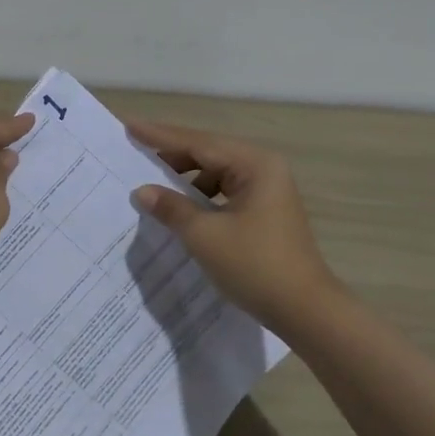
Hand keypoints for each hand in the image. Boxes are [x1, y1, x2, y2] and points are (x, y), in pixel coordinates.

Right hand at [127, 119, 342, 329]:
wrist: (305, 311)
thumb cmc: (255, 266)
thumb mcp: (205, 236)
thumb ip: (171, 207)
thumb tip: (142, 191)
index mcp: (255, 165)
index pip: (198, 143)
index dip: (160, 136)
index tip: (130, 125)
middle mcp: (264, 169)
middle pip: (209, 153)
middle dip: (172, 155)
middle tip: (135, 152)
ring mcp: (267, 191)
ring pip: (217, 174)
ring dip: (186, 179)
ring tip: (153, 184)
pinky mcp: (265, 212)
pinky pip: (225, 193)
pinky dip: (201, 197)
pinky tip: (180, 209)